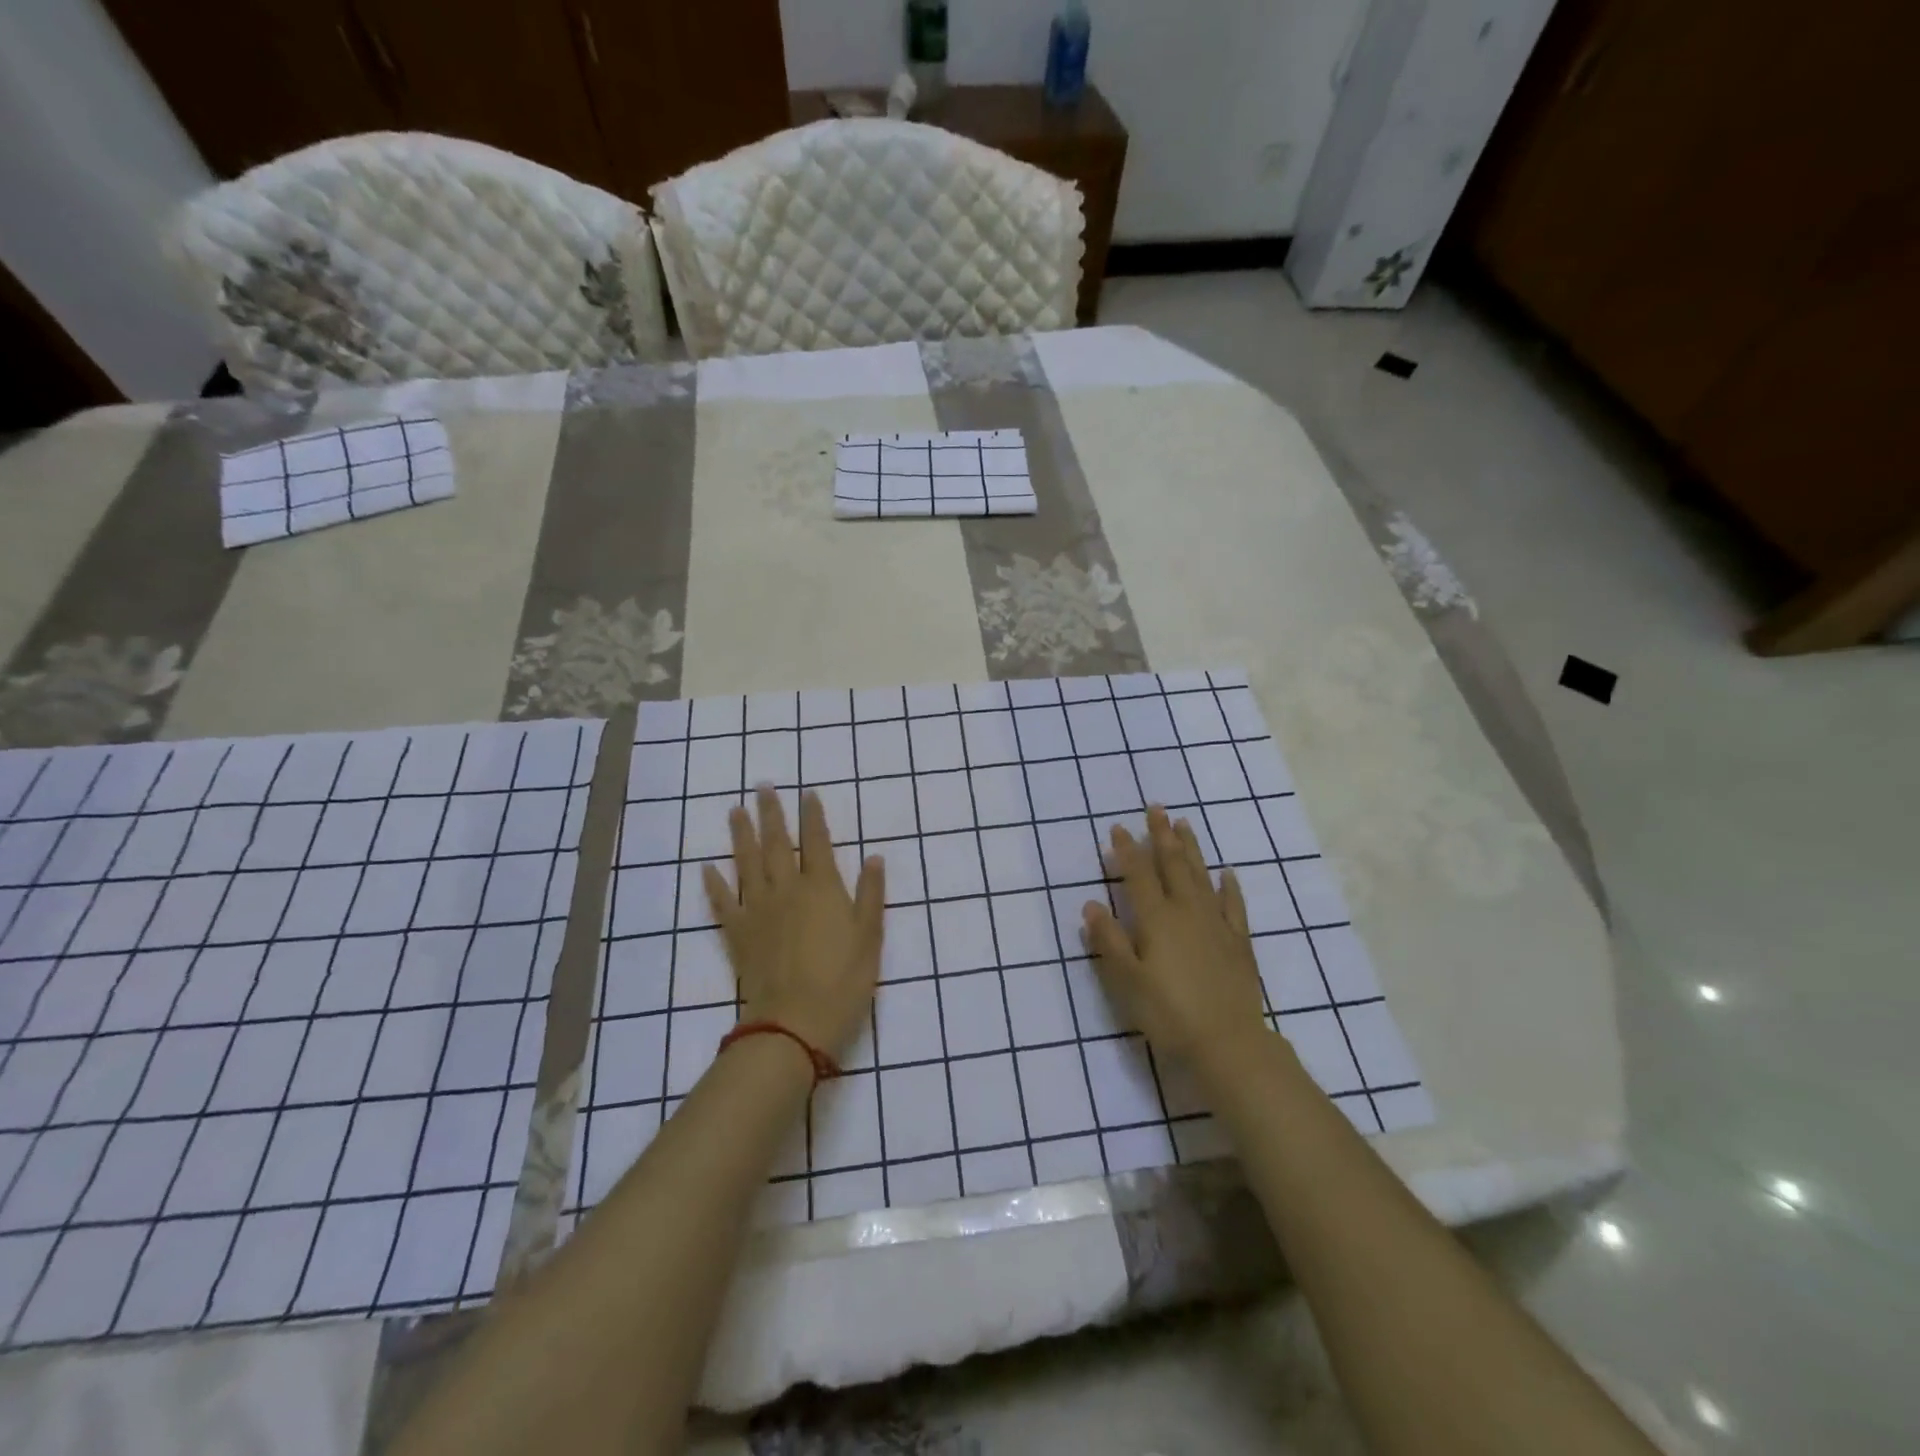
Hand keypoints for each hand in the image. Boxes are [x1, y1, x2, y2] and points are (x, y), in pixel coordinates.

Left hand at [702, 786, 884, 1057]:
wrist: (795, 1023)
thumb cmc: (843, 980)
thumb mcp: (870, 937)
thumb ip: (871, 895)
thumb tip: (874, 857)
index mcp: (822, 887)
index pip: (818, 841)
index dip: (813, 815)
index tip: (807, 792)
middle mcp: (787, 889)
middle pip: (777, 843)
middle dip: (771, 813)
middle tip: (762, 786)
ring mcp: (758, 910)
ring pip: (747, 862)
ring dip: (741, 835)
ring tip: (735, 811)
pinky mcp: (737, 934)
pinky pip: (722, 902)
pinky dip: (713, 884)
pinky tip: (706, 868)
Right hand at [1082, 805, 1266, 1063]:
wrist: (1228, 1043)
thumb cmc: (1169, 1013)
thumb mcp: (1127, 980)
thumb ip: (1108, 940)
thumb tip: (1091, 904)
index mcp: (1156, 919)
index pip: (1138, 875)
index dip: (1126, 850)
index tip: (1118, 827)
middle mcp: (1187, 911)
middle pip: (1172, 865)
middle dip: (1161, 835)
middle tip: (1156, 808)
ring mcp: (1216, 924)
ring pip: (1201, 876)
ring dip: (1191, 849)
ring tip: (1184, 824)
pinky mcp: (1238, 942)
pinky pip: (1233, 905)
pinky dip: (1229, 886)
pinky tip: (1226, 873)